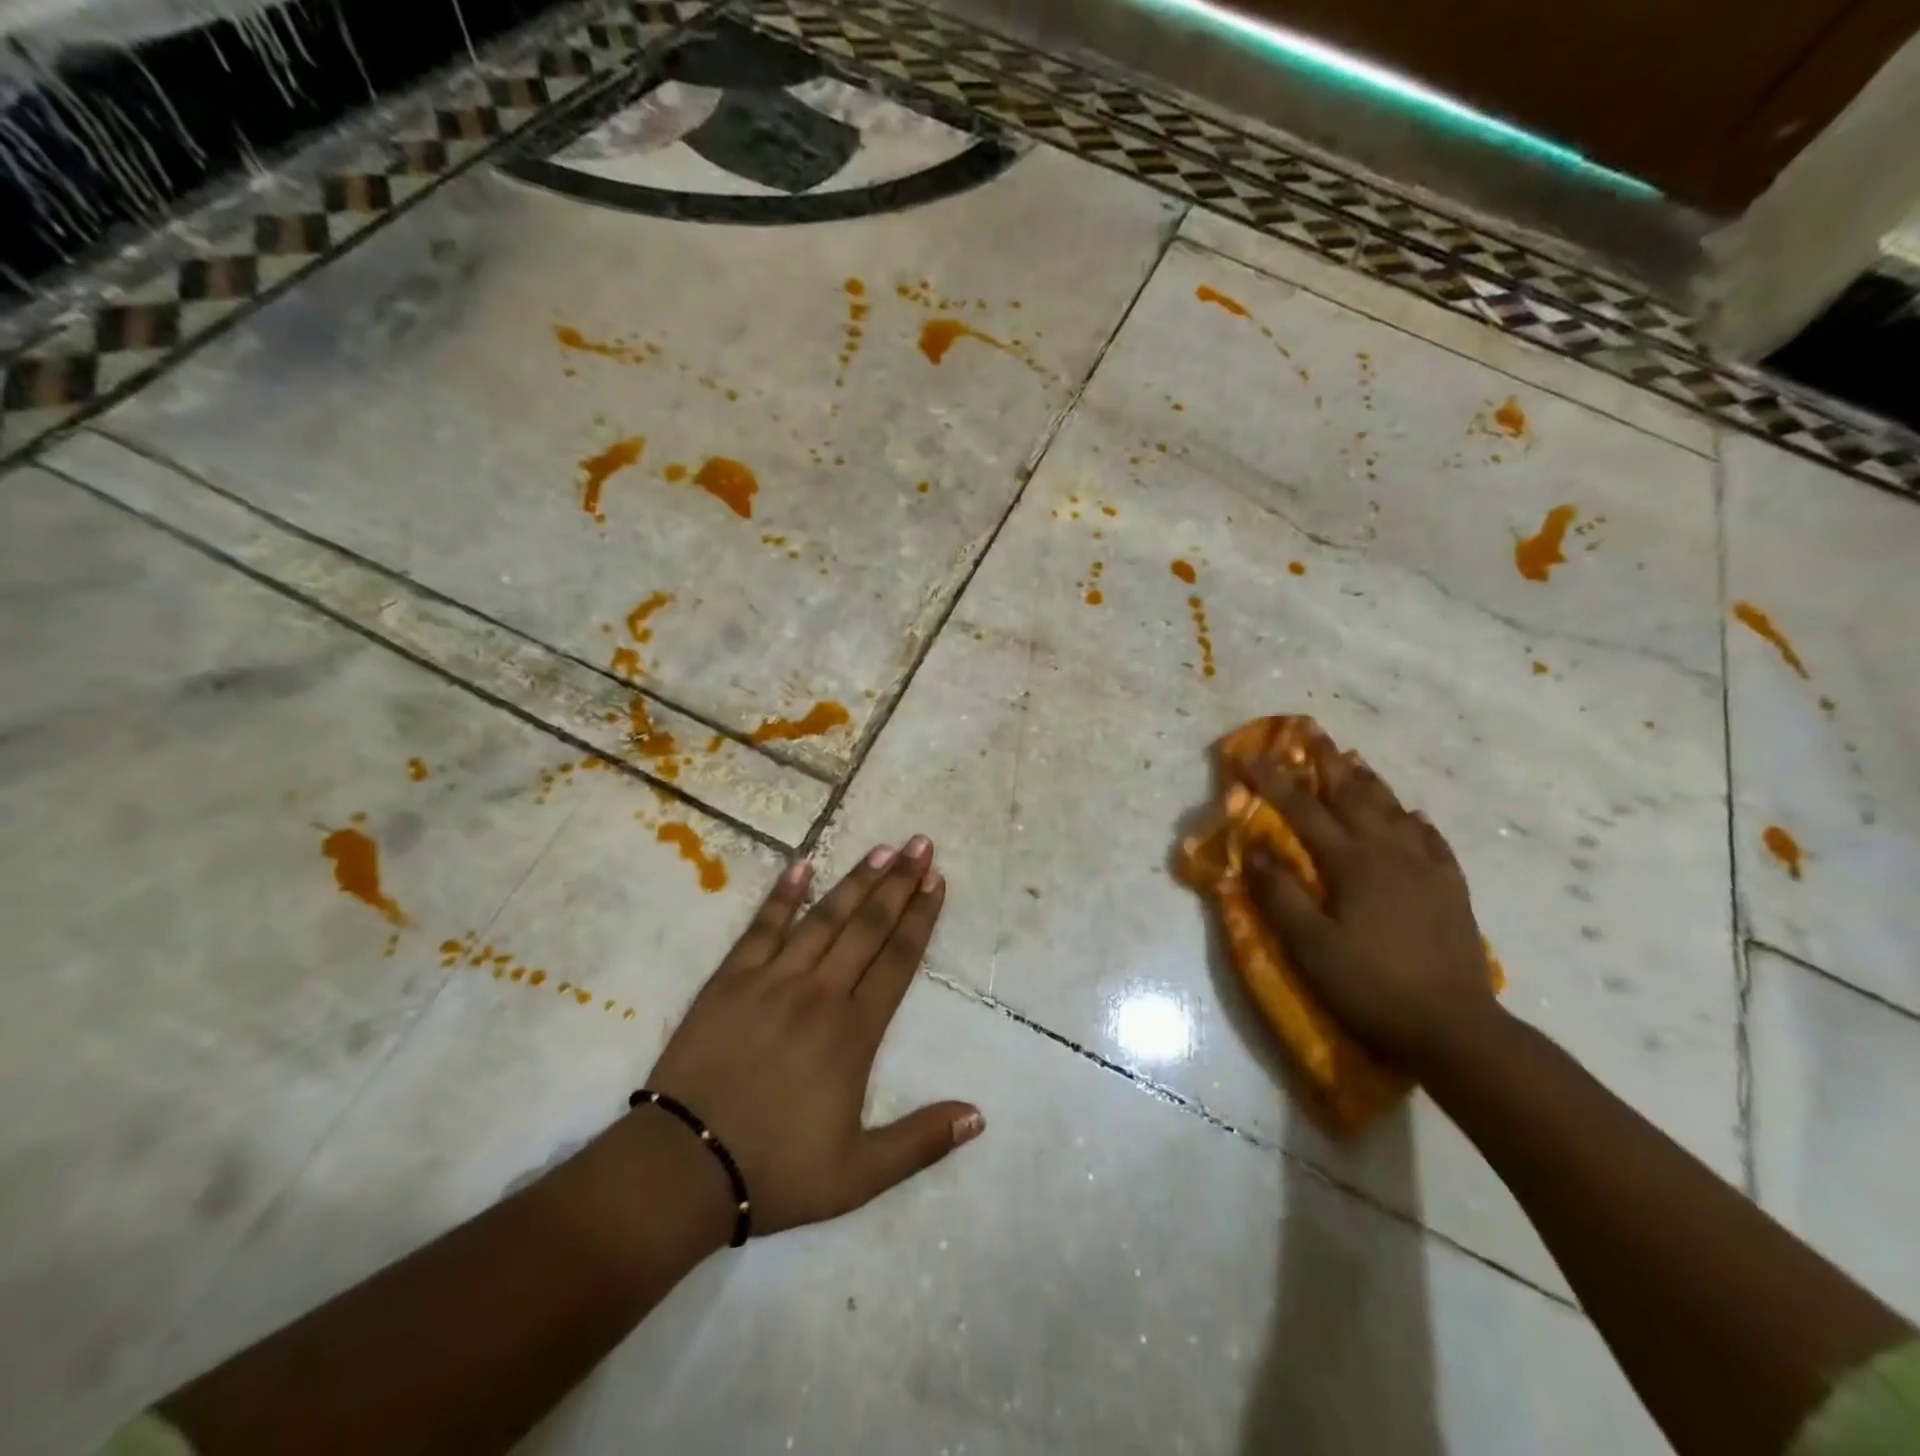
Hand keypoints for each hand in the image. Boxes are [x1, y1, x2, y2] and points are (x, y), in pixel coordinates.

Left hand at [640, 836, 983, 1239]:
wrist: (682, 1167)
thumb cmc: (776, 1170)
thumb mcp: (859, 1175)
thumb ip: (921, 1141)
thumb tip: (979, 1116)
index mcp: (853, 1033)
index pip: (898, 961)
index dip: (921, 918)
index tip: (937, 882)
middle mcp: (819, 993)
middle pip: (867, 928)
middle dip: (898, 884)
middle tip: (921, 846)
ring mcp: (772, 981)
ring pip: (824, 919)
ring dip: (855, 882)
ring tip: (882, 849)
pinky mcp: (730, 980)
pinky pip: (763, 927)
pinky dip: (783, 895)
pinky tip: (802, 864)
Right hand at [1240, 750, 1497, 1072]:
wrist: (1455, 1029)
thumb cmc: (1371, 986)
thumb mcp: (1310, 946)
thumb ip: (1279, 894)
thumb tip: (1253, 847)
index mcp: (1352, 863)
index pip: (1302, 810)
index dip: (1271, 780)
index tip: (1246, 755)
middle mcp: (1390, 853)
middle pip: (1353, 796)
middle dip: (1327, 763)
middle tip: (1312, 733)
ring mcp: (1426, 869)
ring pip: (1394, 810)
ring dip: (1369, 782)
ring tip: (1353, 761)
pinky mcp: (1451, 890)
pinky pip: (1431, 840)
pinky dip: (1415, 821)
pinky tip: (1412, 816)